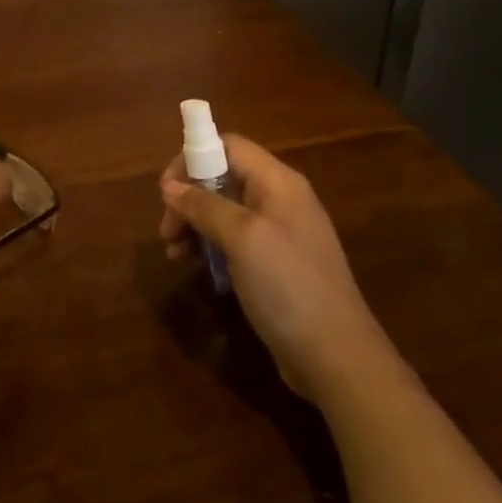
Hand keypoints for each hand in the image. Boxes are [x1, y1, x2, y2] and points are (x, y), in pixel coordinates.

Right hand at [160, 135, 389, 401]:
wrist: (335, 356)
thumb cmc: (289, 287)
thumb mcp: (243, 239)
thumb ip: (205, 206)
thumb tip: (170, 186)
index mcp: (278, 183)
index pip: (229, 146)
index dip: (192, 158)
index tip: (166, 191)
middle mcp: (280, 201)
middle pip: (223, 178)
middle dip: (188, 198)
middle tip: (166, 231)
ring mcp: (279, 234)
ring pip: (224, 212)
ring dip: (194, 225)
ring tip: (174, 254)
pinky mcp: (275, 265)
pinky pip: (235, 241)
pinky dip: (210, 248)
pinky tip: (195, 268)